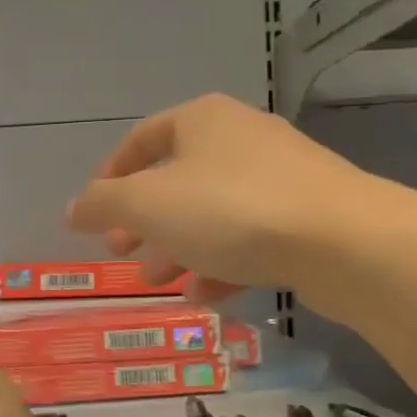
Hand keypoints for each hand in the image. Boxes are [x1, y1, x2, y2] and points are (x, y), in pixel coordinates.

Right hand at [66, 94, 372, 301]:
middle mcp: (241, 138)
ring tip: (157, 282)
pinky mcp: (305, 216)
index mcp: (202, 121)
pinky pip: (249, 237)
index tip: (94, 214)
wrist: (343, 241)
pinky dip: (221, 262)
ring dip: (178, 247)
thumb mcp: (149, 206)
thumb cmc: (231, 210)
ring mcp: (279, 177)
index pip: (142, 139)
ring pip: (212, 213)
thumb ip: (103, 205)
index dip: (111, 176)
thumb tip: (73, 209)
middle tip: (121, 252)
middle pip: (177, 179)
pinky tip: (205, 296)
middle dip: (144, 220)